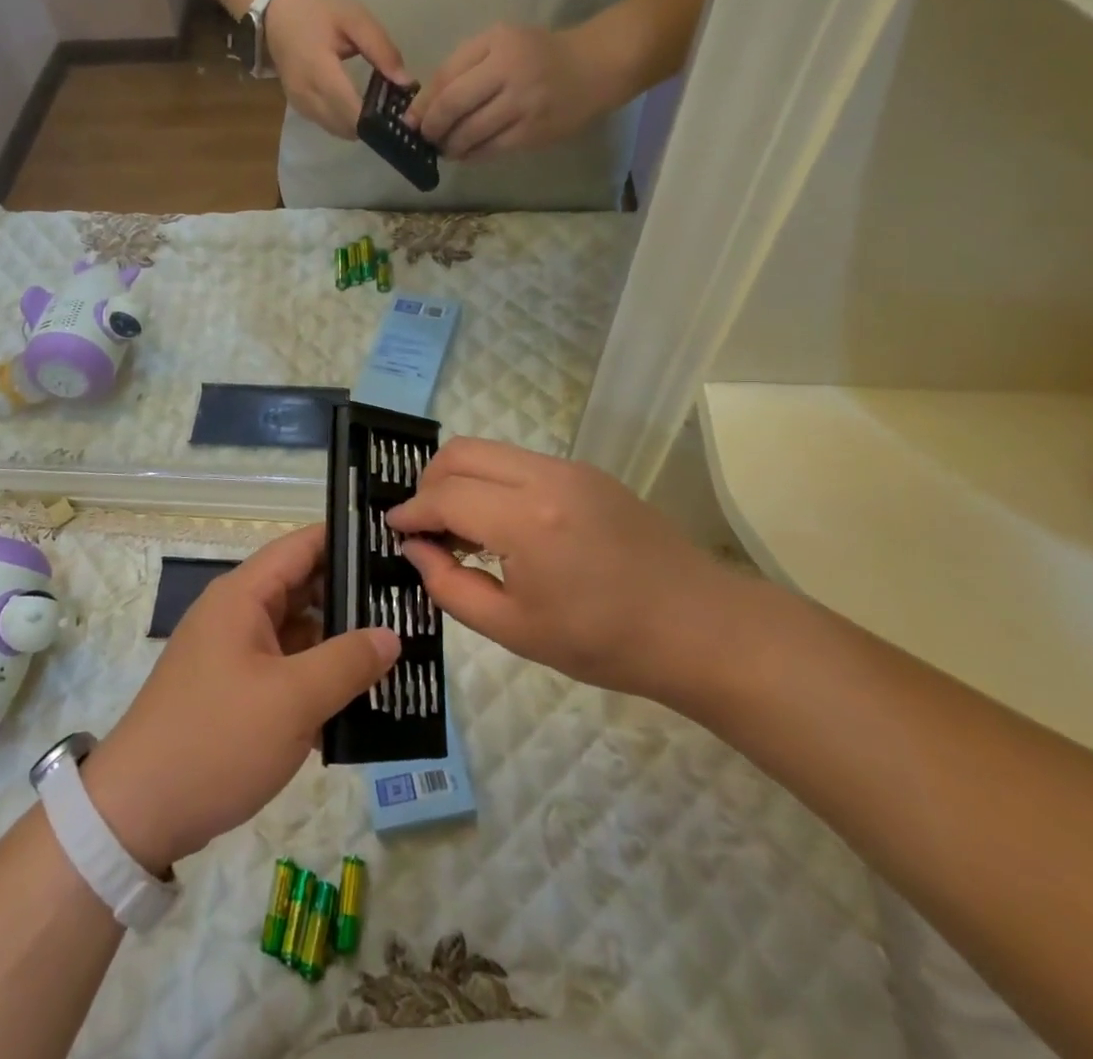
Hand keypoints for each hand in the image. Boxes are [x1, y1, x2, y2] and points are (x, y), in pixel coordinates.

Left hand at [84, 526, 399, 873]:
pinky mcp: (235, 691)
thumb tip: (391, 634)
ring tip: (400, 648)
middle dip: (353, 597)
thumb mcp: (292, 700)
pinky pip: (287, 669)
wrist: (137, 813)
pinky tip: (362, 697)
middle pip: (303, 588)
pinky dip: (318, 677)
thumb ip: (347, 662)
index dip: (346, 541)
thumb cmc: (216, 739)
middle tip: (409, 604)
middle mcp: (238, 614)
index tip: (396, 546)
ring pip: (298, 632)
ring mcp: (235, 654)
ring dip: (340, 642)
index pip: (302, 546)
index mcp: (243, 596)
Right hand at [264, 0, 411, 138]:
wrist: (276, 18)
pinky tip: (360, 110)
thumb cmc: (318, 14)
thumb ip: (381, 49)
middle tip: (394, 113)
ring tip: (380, 111)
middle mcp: (307, 95)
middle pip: (346, 126)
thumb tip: (406, 82)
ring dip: (359, 126)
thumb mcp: (354, 19)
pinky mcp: (300, 110)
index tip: (400, 114)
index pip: (351, 109)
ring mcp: (302, 106)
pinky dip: (347, 123)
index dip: (376, 118)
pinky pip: (329, 126)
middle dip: (372, 124)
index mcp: (320, 70)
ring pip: (338, 130)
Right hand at [385, 438, 734, 699]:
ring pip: (490, 450)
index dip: (411, 511)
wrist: (700, 628)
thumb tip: (415, 549)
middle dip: (429, 482)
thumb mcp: (515, 630)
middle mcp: (546, 477)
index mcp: (527, 521)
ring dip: (461, 478)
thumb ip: (451, 586)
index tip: (392, 528)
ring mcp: (570, 468)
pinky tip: (502, 524)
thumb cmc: (605, 642)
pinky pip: (520, 461)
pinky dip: (493, 480)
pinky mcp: (587, 472)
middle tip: (424, 526)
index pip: (445, 495)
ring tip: (461, 528)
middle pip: (461, 452)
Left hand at [410, 24, 609, 159]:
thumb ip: (462, 65)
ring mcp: (524, 106)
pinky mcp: (533, 134)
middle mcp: (511, 74)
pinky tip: (465, 154)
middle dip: (432, 127)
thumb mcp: (500, 42)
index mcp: (499, 45)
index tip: (410, 119)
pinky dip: (472, 155)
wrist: (595, 67)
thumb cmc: (538, 53)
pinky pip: (491, 150)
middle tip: (425, 136)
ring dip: (450, 146)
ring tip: (445, 147)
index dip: (424, 103)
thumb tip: (423, 104)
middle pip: (454, 106)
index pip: (448, 77)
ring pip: (471, 134)